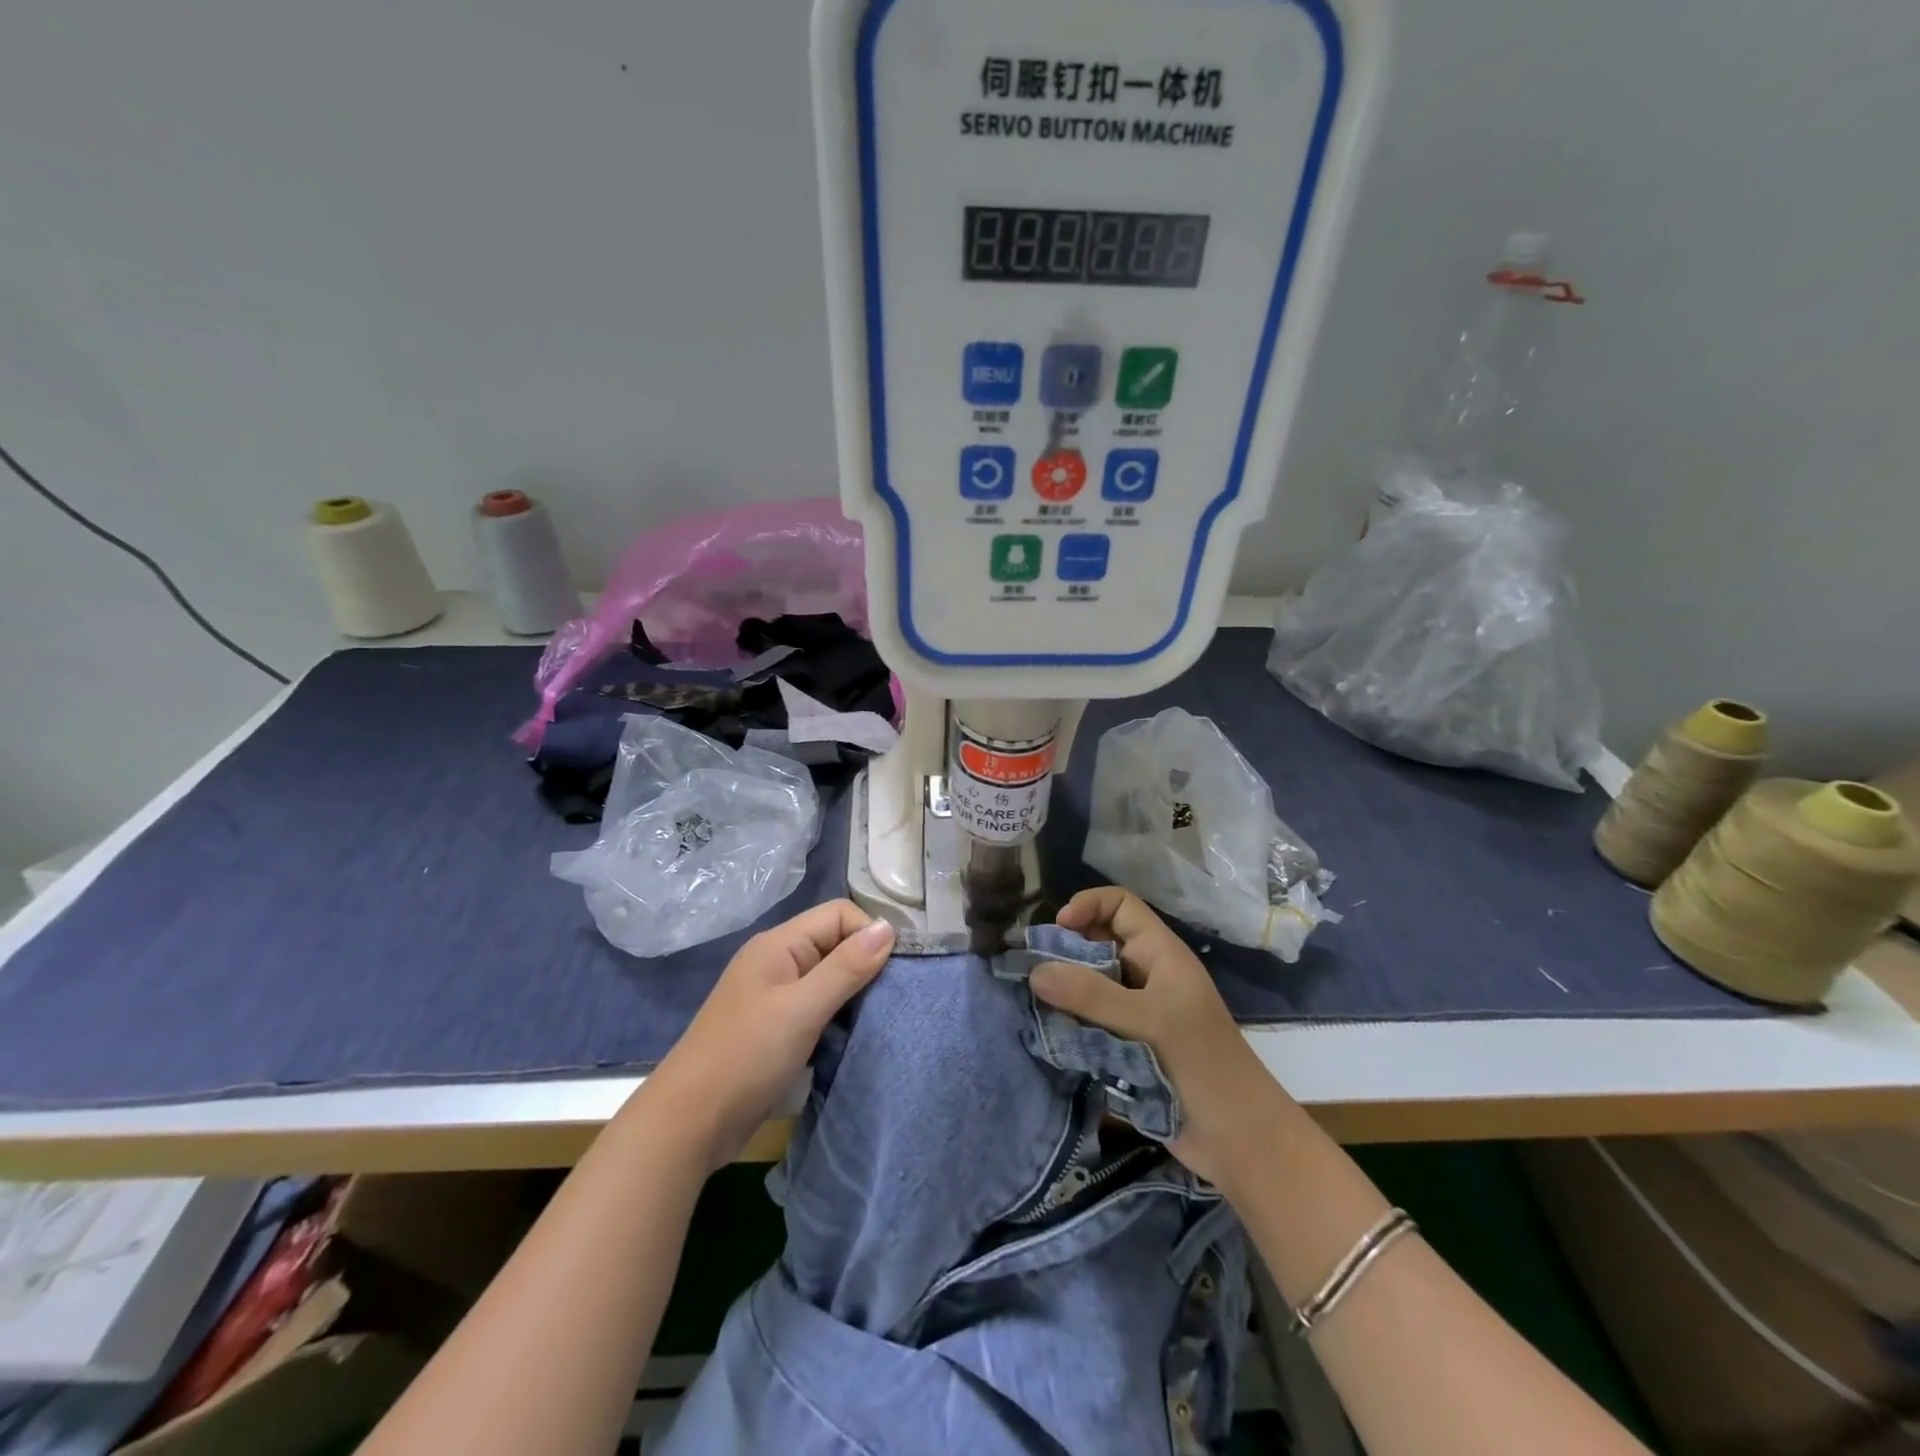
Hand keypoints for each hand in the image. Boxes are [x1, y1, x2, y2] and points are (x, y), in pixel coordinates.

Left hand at [639, 900, 894, 1169]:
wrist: (689, 1123)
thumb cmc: (747, 1056)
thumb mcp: (802, 1008)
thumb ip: (846, 967)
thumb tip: (889, 928)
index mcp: (779, 944)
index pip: (839, 914)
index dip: (869, 934)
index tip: (896, 971)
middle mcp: (778, 962)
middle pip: (835, 943)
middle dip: (866, 964)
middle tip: (895, 997)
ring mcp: (775, 996)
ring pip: (829, 978)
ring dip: (854, 994)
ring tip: (881, 1017)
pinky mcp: (776, 1028)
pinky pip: (819, 1007)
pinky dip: (839, 1016)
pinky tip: (854, 1036)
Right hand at [1031, 887, 1289, 1185]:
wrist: (1239, 1139)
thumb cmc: (1202, 1064)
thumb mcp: (1147, 1021)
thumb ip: (1091, 994)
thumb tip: (1034, 971)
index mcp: (1159, 954)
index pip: (1119, 905)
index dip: (1087, 905)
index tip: (1057, 929)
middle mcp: (1145, 976)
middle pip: (1097, 944)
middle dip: (1063, 952)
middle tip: (1029, 970)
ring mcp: (1135, 1013)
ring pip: (1088, 986)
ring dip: (1061, 993)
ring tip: (1030, 1004)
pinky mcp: (1125, 1047)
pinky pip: (1088, 1023)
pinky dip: (1067, 1024)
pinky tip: (1045, 1034)